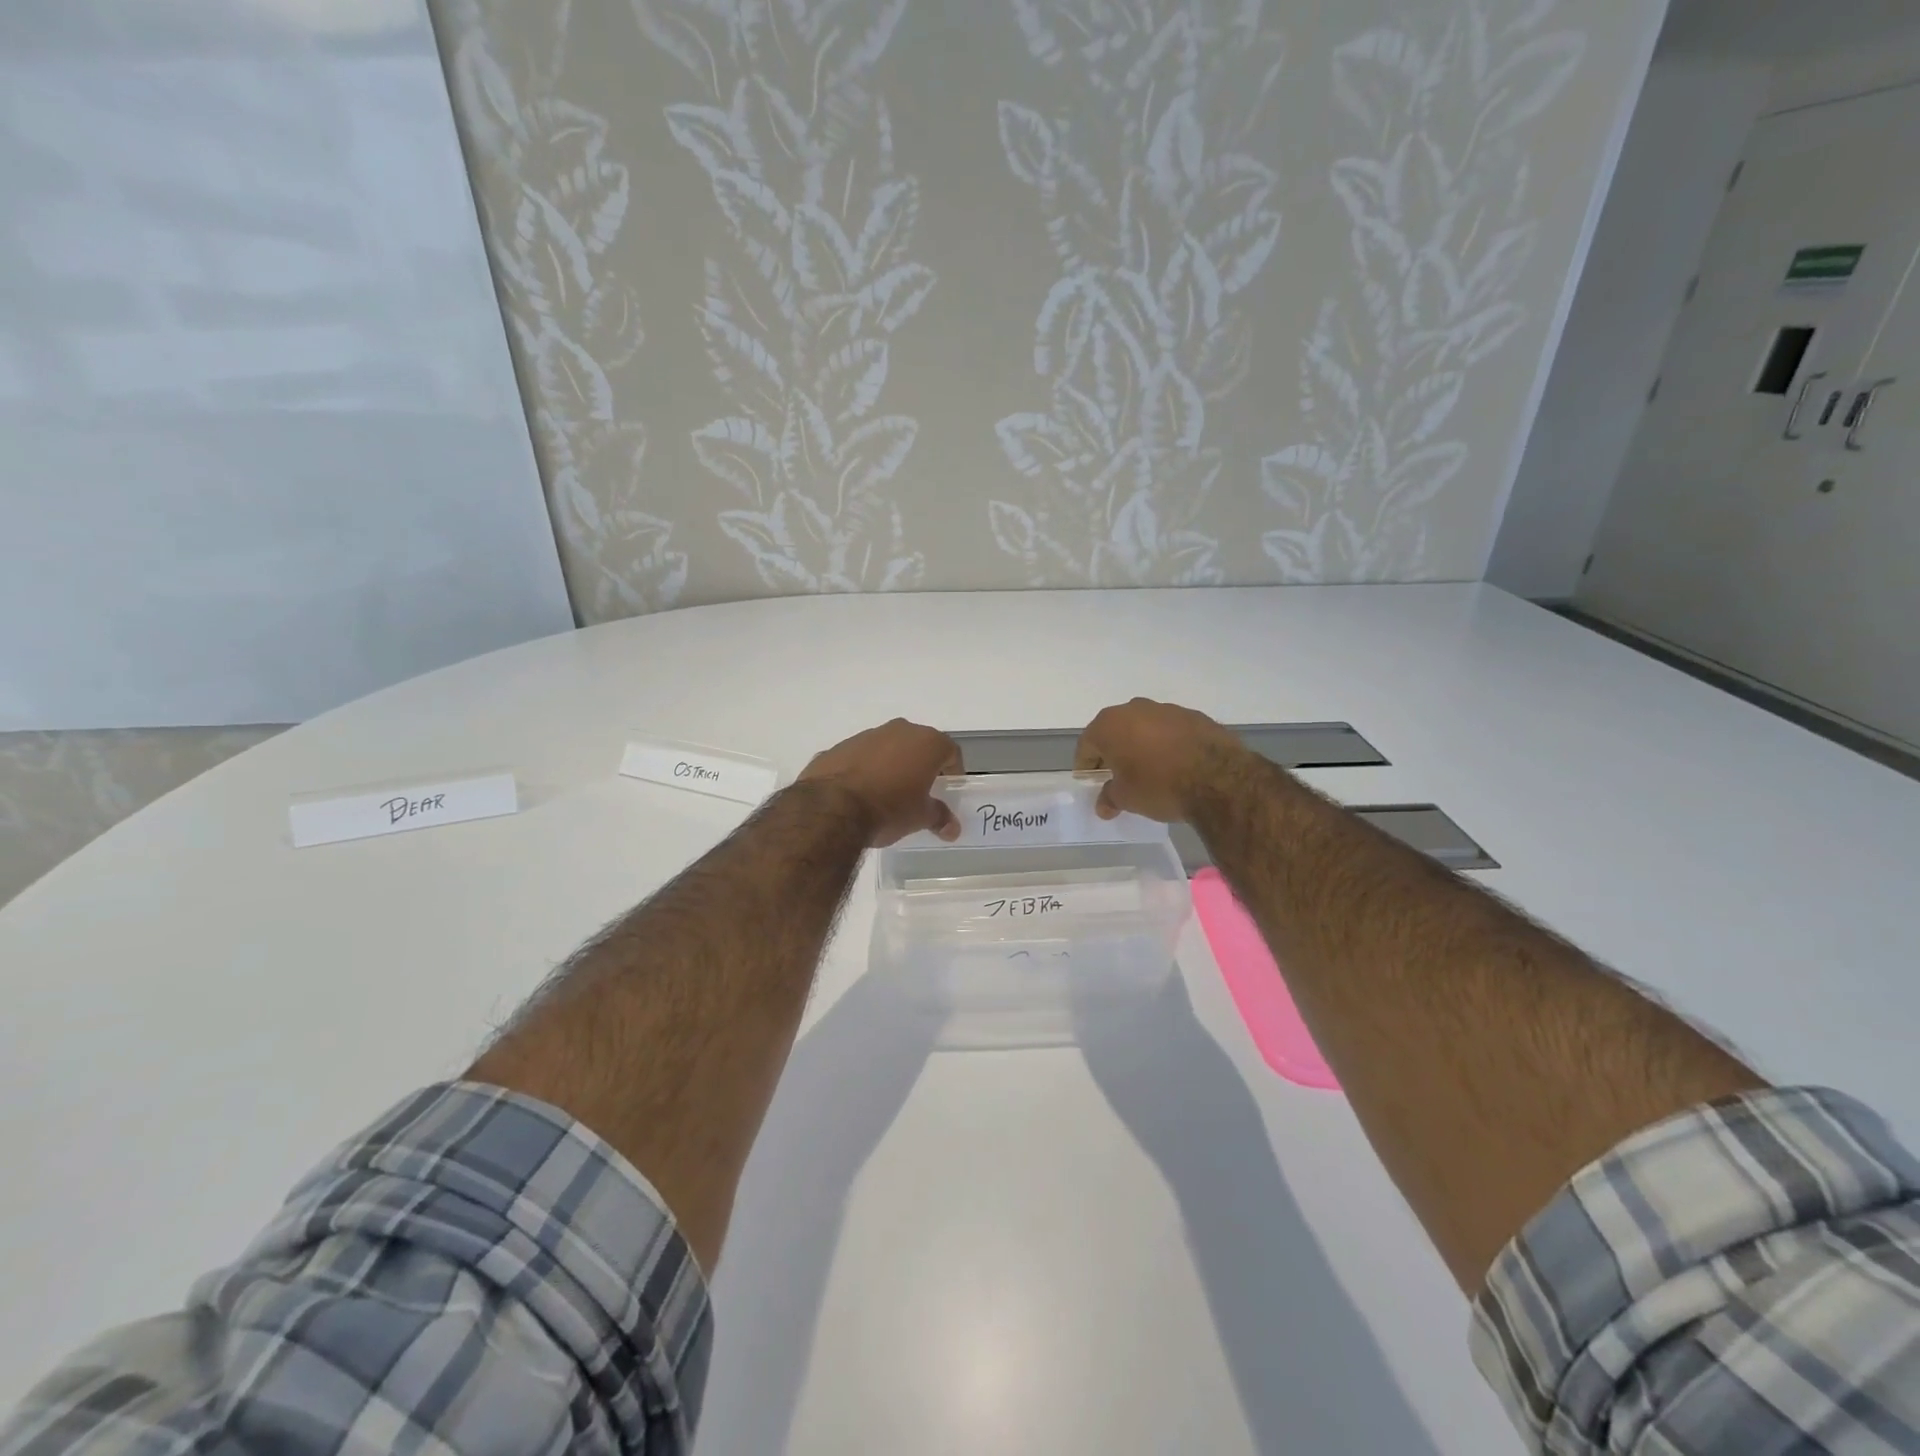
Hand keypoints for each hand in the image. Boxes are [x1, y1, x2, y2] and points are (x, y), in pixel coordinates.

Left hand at [799, 718, 962, 845]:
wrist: (831, 808)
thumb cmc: (889, 808)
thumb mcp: (920, 817)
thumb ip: (939, 817)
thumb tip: (952, 828)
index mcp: (926, 742)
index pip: (950, 751)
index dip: (953, 770)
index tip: (948, 789)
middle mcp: (898, 730)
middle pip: (918, 745)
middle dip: (921, 765)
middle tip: (920, 791)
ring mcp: (866, 736)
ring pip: (888, 748)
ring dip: (892, 765)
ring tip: (887, 794)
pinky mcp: (839, 747)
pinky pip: (861, 757)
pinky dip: (865, 770)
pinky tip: (860, 794)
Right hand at [1074, 698, 1244, 821]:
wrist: (1218, 779)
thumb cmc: (1159, 786)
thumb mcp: (1127, 798)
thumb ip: (1110, 798)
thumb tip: (1103, 805)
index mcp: (1110, 725)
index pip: (1087, 744)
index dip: (1085, 764)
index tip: (1089, 780)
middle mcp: (1134, 709)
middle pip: (1115, 731)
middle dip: (1113, 751)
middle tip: (1117, 775)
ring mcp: (1167, 709)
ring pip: (1144, 727)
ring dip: (1141, 745)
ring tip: (1149, 770)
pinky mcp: (1194, 716)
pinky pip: (1171, 730)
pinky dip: (1167, 743)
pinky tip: (1176, 764)